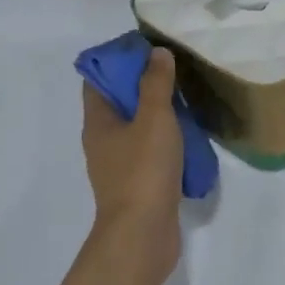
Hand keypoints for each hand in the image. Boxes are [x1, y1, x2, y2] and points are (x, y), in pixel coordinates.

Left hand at [81, 47, 184, 263]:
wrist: (142, 235)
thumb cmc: (143, 170)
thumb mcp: (153, 119)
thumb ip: (156, 84)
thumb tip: (156, 53)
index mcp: (97, 122)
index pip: (97, 79)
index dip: (117, 60)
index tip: (147, 49)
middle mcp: (102, 141)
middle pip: (117, 102)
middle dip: (142, 84)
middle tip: (173, 70)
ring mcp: (119, 165)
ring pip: (135, 128)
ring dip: (156, 113)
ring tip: (185, 98)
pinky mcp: (137, 184)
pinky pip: (148, 151)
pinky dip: (164, 140)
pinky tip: (188, 136)